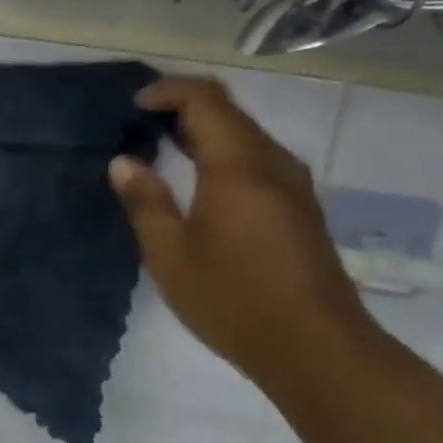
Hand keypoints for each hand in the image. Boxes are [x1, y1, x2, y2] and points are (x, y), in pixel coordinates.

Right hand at [108, 75, 373, 383]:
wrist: (319, 351)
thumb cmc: (236, 301)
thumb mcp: (171, 255)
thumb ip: (146, 202)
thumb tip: (123, 162)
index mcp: (238, 166)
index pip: (205, 99)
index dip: (167, 91)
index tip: (134, 106)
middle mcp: (272, 163)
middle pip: (228, 110)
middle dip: (183, 106)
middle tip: (142, 123)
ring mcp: (293, 184)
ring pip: (246, 133)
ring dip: (205, 129)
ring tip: (164, 147)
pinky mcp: (301, 207)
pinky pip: (259, 157)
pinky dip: (224, 151)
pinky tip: (202, 181)